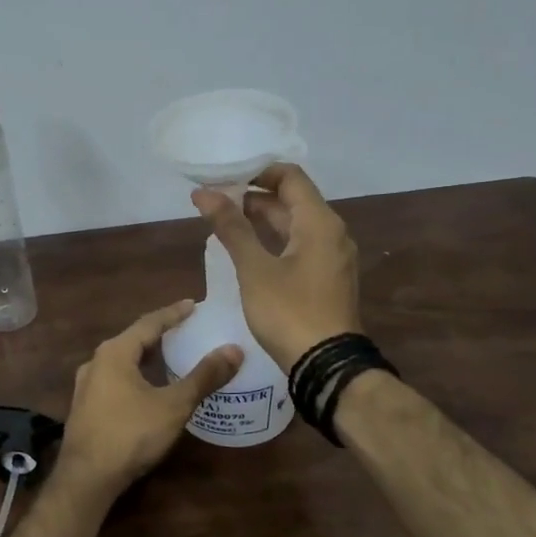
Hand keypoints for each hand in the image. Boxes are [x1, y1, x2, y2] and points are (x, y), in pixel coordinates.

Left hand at [59, 301, 242, 492]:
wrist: (87, 477)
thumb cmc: (130, 434)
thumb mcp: (173, 405)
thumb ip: (203, 377)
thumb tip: (234, 350)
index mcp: (114, 352)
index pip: (149, 323)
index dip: (173, 313)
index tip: (193, 304)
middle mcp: (96, 362)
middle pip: (133, 340)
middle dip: (159, 334)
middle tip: (185, 330)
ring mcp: (86, 386)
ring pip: (122, 362)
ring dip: (146, 357)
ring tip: (170, 357)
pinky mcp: (86, 407)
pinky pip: (115, 380)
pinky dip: (136, 376)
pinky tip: (148, 388)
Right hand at [192, 163, 360, 372]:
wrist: (326, 365)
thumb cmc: (289, 311)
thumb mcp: (254, 268)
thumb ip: (231, 227)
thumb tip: (203, 193)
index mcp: (319, 222)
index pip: (290, 177)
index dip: (257, 171)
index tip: (224, 176)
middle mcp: (332, 233)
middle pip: (293, 200)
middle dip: (254, 196)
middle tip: (216, 200)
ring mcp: (332, 257)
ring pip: (296, 225)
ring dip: (263, 219)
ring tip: (225, 221)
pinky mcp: (327, 278)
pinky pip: (300, 245)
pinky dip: (274, 239)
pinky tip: (248, 250)